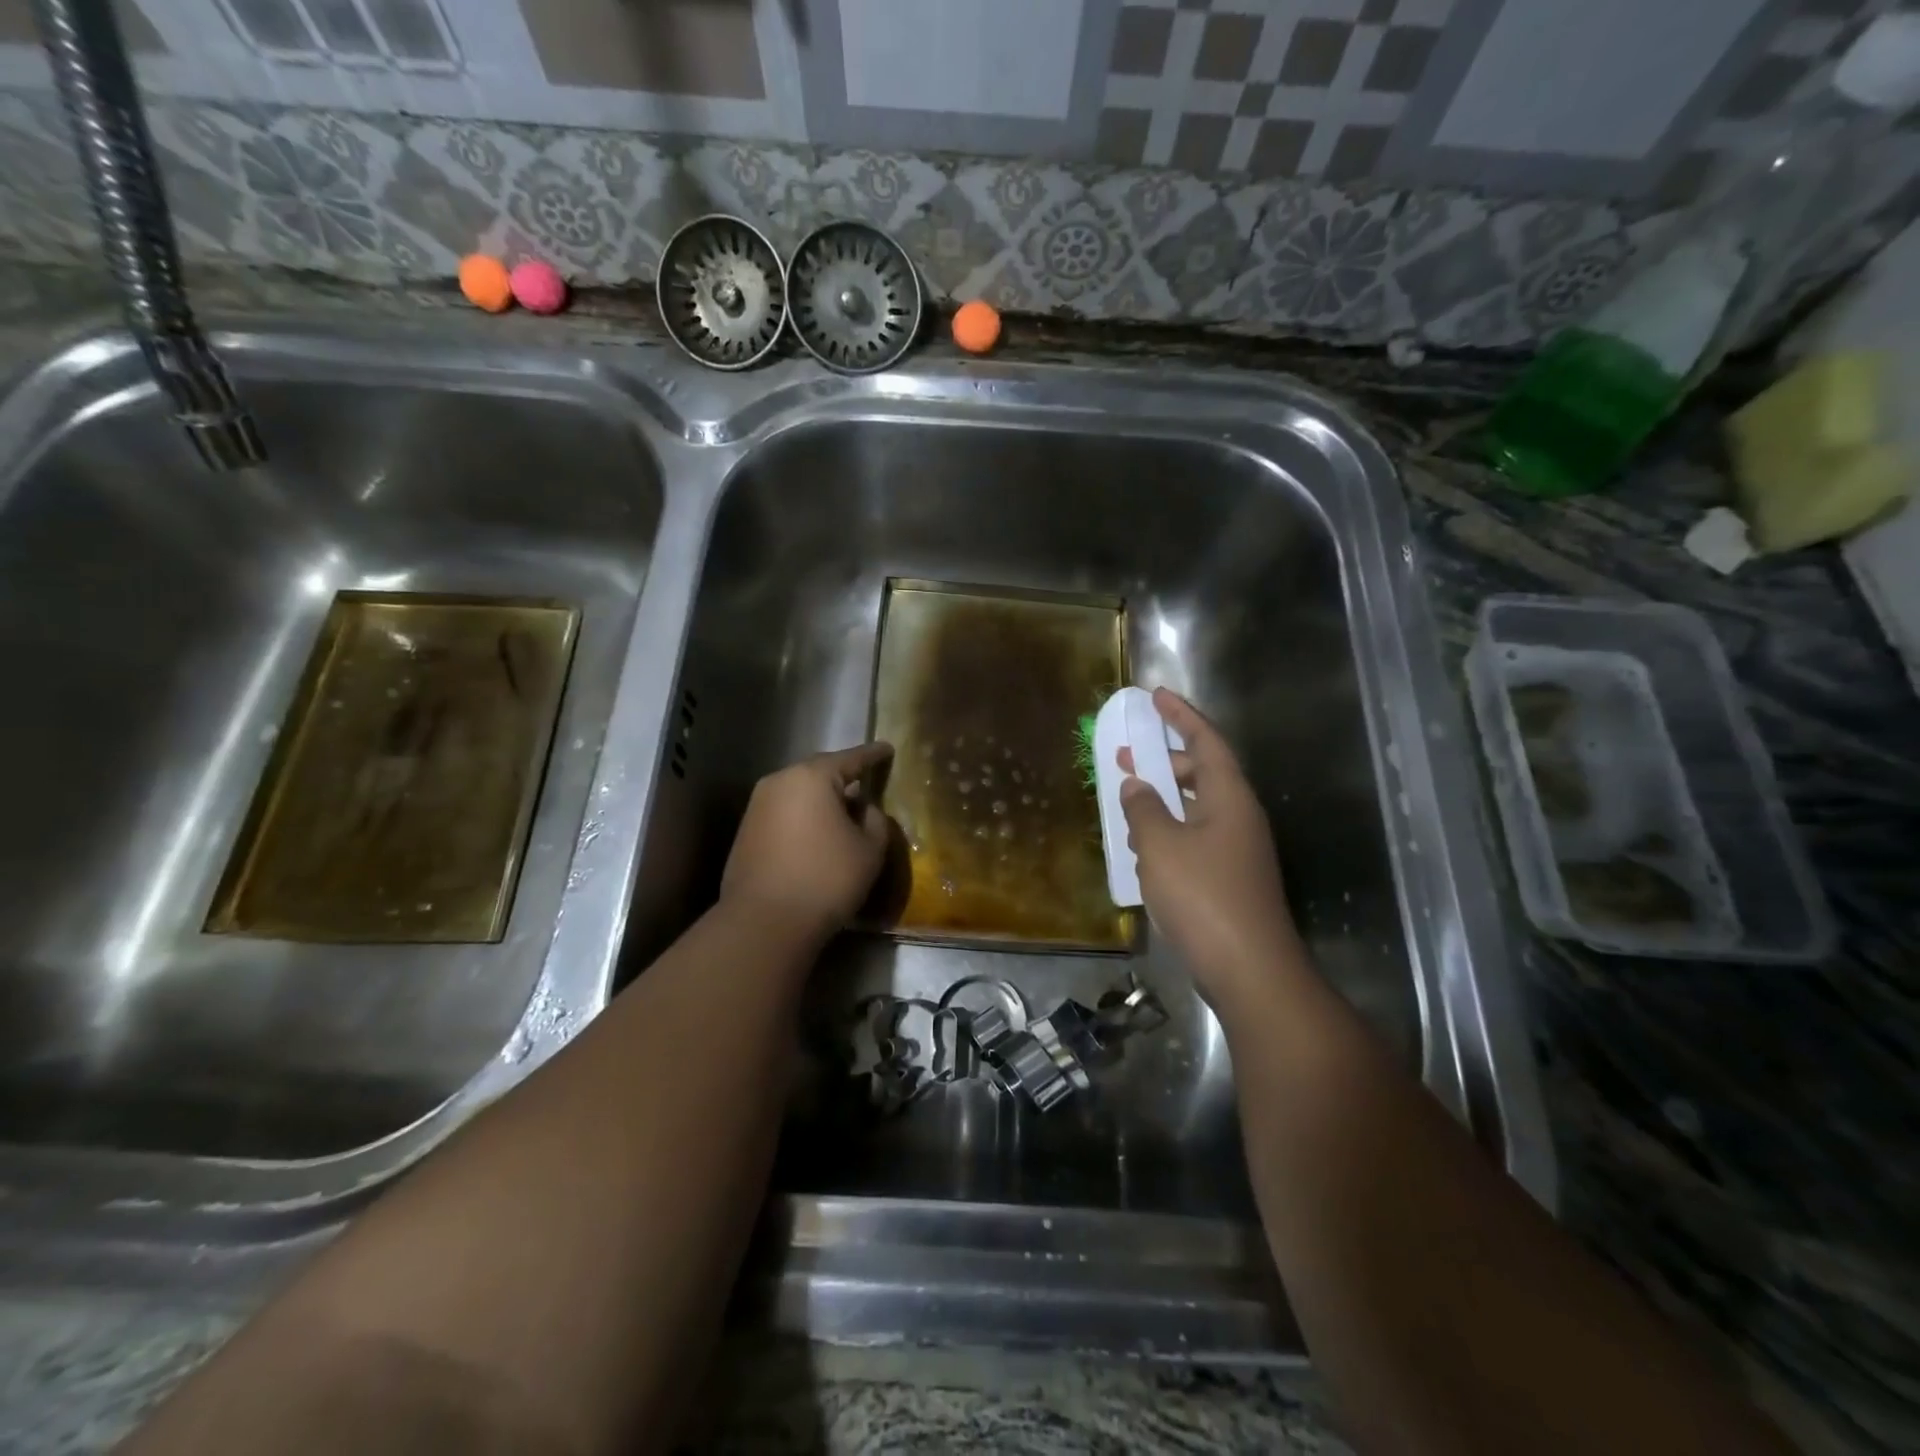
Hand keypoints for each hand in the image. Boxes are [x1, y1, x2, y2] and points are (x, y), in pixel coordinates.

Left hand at [721, 742, 894, 942]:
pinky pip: (785, 813)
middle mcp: (779, 782)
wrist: (764, 922)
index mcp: (812, 777)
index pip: (851, 758)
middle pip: (819, 772)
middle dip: (844, 777)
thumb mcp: (869, 850)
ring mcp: (758, 806)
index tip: (887, 748)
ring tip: (844, 812)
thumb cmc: (826, 879)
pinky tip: (818, 835)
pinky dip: (804, 818)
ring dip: (822, 800)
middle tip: (866, 782)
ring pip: (799, 793)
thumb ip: (875, 820)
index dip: (873, 754)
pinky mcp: (747, 832)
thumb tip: (864, 809)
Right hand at [1118, 689, 1306, 1012]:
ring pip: (1196, 808)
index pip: (1206, 741)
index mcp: (1229, 798)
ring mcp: (1237, 850)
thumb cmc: (1203, 896)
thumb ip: (1143, 808)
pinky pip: (1194, 837)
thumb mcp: (1160, 845)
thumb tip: (1136, 785)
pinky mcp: (1229, 878)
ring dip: (1163, 799)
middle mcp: (1238, 817)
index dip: (1181, 716)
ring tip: (1127, 801)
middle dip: (1164, 761)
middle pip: (1202, 773)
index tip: (1156, 696)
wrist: (1248, 968)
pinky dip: (1168, 831)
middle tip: (1127, 756)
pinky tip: (1142, 847)